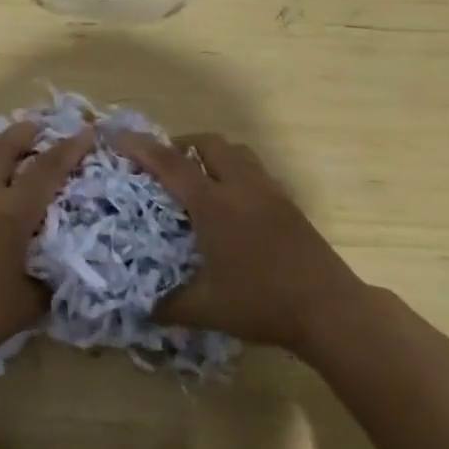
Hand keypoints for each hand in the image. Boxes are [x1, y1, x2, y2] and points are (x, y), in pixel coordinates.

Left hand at [0, 121, 95, 363]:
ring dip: (1, 146)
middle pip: (3, 148)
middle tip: (42, 127)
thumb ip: (49, 282)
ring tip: (17, 148)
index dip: (69, 149)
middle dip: (25, 133)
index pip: (46, 169)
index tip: (87, 132)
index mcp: (11, 212)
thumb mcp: (28, 303)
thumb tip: (62, 271)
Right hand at [113, 132, 359, 356]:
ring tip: (198, 177)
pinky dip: (236, 170)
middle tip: (164, 164)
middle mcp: (241, 187)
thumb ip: (170, 306)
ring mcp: (269, 192)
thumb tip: (142, 310)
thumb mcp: (207, 309)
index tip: (119, 138)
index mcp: (214, 205)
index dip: (142, 148)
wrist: (328, 308)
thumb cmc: (262, 303)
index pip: (171, 164)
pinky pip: (256, 170)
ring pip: (237, 151)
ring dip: (212, 154)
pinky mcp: (288, 203)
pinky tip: (233, 201)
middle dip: (181, 144)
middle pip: (208, 143)